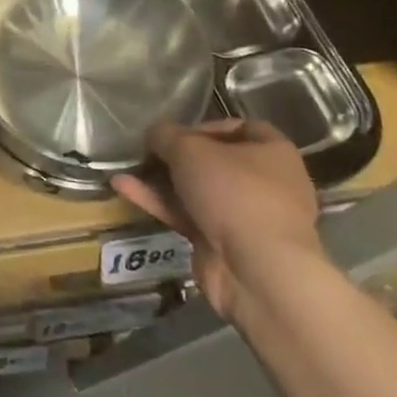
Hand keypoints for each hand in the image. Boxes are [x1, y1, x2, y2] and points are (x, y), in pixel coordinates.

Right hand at [111, 118, 323, 317]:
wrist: (257, 270)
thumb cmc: (233, 192)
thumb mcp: (189, 150)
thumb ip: (165, 135)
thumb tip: (154, 135)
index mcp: (273, 153)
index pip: (239, 128)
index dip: (204, 126)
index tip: (174, 132)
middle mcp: (265, 183)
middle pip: (214, 161)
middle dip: (176, 156)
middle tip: (147, 152)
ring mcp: (245, 216)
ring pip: (197, 190)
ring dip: (160, 180)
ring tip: (125, 169)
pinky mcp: (224, 243)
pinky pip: (188, 215)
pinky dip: (159, 202)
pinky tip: (123, 188)